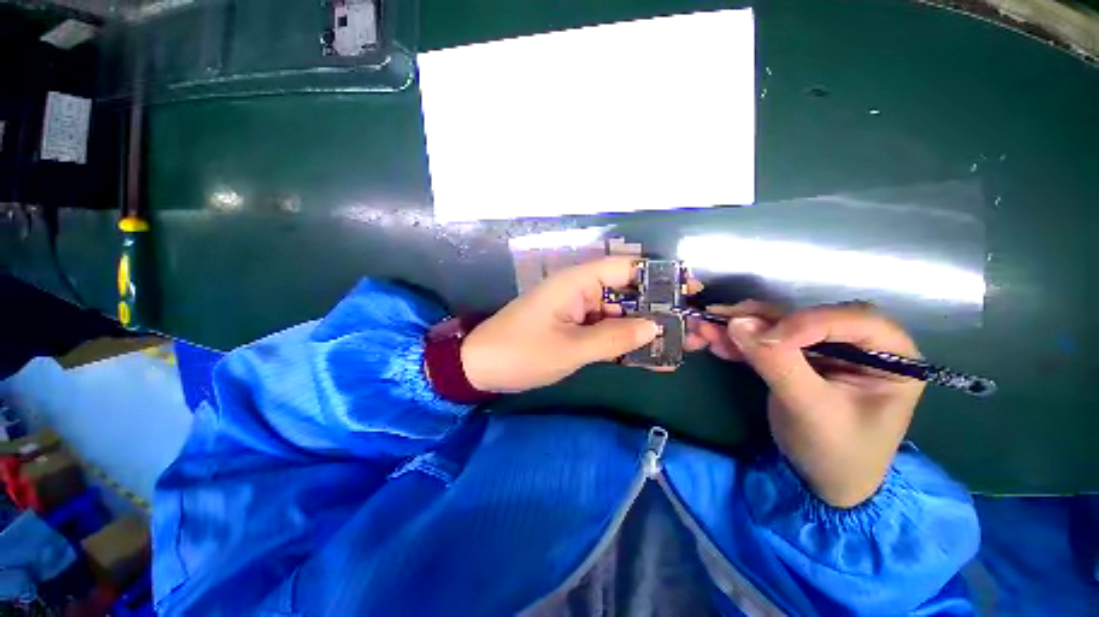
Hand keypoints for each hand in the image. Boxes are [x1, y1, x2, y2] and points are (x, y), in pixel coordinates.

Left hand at [462, 257, 668, 393]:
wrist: (481, 367)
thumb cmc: (521, 353)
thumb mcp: (569, 348)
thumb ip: (613, 337)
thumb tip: (654, 326)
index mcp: (576, 283)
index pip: (625, 268)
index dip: (659, 276)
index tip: (688, 290)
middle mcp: (580, 291)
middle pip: (627, 293)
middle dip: (658, 309)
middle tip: (690, 328)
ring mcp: (578, 312)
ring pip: (619, 315)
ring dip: (646, 330)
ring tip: (680, 346)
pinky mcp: (574, 329)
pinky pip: (605, 331)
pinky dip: (625, 343)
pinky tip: (651, 357)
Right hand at [695, 301, 923, 507]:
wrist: (820, 482)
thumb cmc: (834, 452)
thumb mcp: (810, 410)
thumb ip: (778, 364)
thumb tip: (738, 322)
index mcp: (889, 355)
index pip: (851, 319)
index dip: (804, 323)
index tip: (761, 338)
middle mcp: (858, 343)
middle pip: (804, 316)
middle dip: (757, 319)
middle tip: (715, 319)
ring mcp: (824, 349)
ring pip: (778, 324)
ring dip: (738, 326)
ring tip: (702, 329)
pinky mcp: (796, 357)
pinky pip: (765, 340)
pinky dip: (738, 340)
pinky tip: (714, 342)